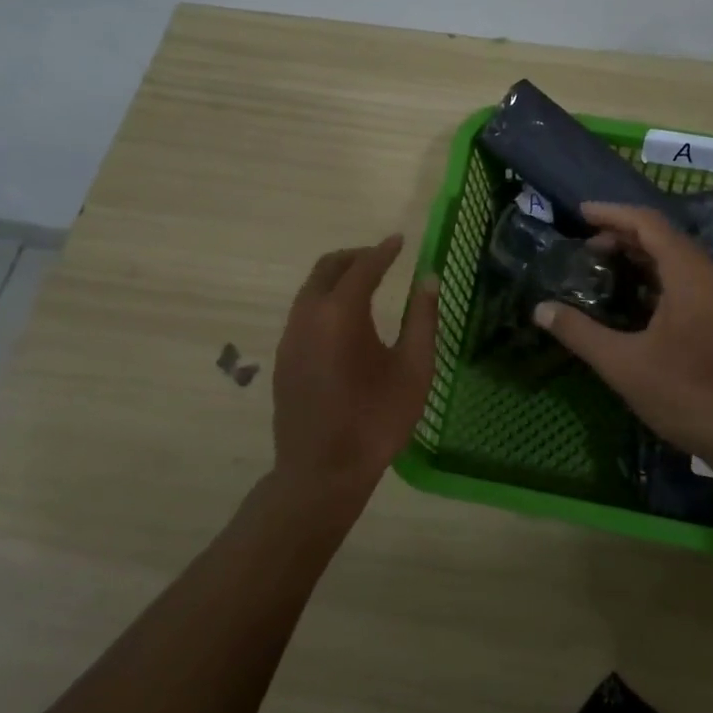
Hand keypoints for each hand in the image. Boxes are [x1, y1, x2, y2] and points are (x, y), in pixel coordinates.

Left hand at [271, 234, 439, 508]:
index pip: (363, 267)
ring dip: (337, 278)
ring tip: (366, 285)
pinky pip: (303, 312)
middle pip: (327, 269)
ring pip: (310, 289)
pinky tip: (345, 321)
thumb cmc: (376, 420)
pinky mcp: (284, 358)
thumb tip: (428, 279)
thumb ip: (422, 319)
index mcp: (341, 314)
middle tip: (382, 258)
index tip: (400, 241)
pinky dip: (324, 300)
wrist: (322, 472)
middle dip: (355, 257)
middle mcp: (308, 316)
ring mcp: (290, 337)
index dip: (383, 251)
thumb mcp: (413, 369)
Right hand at [533, 203, 712, 463]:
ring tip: (602, 266)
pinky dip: (655, 277)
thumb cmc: (687, 394)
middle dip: (622, 235)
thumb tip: (540, 310)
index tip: (579, 214)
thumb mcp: (623, 365)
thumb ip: (580, 333)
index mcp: (689, 274)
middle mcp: (709, 275)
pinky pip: (685, 280)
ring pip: (676, 260)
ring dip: (639, 256)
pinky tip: (632, 299)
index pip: (648, 223)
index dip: (612, 214)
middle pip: (663, 237)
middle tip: (585, 247)